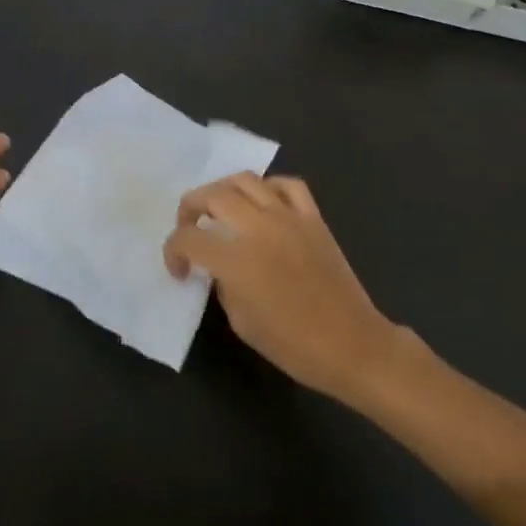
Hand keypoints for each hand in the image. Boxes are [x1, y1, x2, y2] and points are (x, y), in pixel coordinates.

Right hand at [164, 173, 413, 404]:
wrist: (353, 346)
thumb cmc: (294, 345)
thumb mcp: (242, 322)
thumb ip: (223, 285)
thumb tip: (219, 267)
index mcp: (236, 259)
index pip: (188, 238)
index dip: (173, 251)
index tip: (179, 269)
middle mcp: (258, 228)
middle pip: (211, 195)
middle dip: (190, 209)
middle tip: (190, 229)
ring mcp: (288, 217)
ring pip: (245, 180)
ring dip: (223, 190)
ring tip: (220, 209)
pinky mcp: (313, 218)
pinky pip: (287, 185)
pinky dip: (268, 187)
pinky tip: (263, 204)